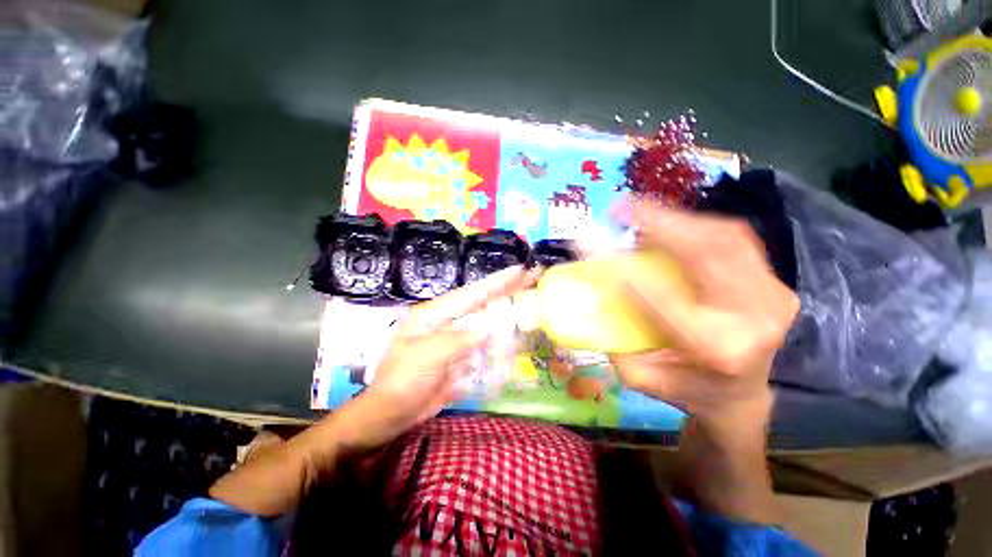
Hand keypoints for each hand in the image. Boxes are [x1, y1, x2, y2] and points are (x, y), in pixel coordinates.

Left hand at [340, 265, 541, 447]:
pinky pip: (487, 343)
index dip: (497, 282)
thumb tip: (489, 326)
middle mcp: (448, 321)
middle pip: (483, 302)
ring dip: (509, 310)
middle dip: (507, 289)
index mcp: (434, 314)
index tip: (520, 269)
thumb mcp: (424, 359)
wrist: (390, 415)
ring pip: (488, 320)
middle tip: (533, 275)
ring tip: (532, 298)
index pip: (471, 293)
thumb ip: (456, 341)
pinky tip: (519, 334)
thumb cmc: (400, 383)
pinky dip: (503, 338)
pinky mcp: (463, 355)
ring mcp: (457, 339)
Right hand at [611, 204, 798, 428]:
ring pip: (727, 238)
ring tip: (642, 211)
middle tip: (623, 207)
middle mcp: (754, 318)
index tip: (594, 248)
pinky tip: (672, 224)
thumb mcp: (640, 377)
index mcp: (718, 350)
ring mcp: (773, 296)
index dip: (628, 271)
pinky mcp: (774, 283)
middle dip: (663, 223)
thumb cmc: (688, 390)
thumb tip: (594, 297)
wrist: (743, 396)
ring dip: (679, 219)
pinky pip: (734, 241)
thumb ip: (615, 340)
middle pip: (711, 253)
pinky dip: (698, 226)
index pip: (667, 302)